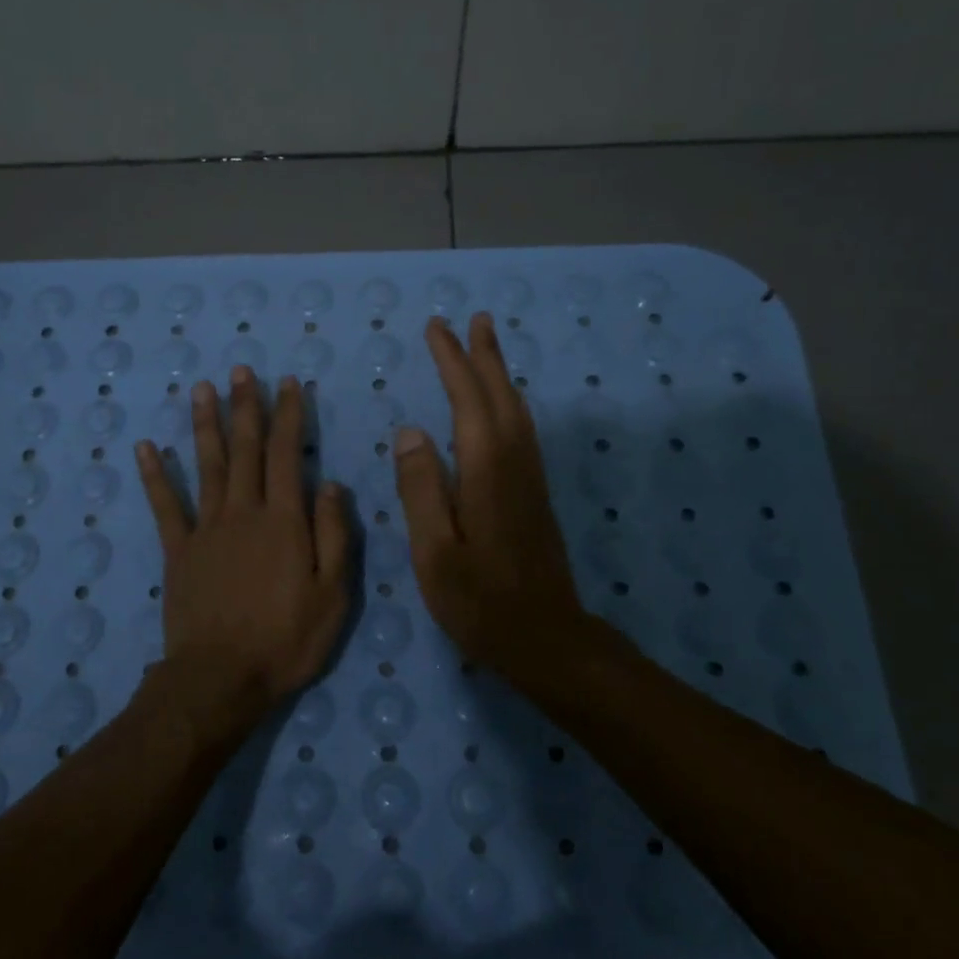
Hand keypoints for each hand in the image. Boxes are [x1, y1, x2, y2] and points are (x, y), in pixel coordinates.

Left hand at [134, 366, 351, 747]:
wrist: (220, 678)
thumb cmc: (286, 640)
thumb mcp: (332, 595)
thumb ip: (334, 536)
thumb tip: (333, 485)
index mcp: (283, 521)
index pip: (288, 455)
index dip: (289, 416)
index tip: (288, 383)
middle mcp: (242, 512)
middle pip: (246, 450)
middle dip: (246, 406)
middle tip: (242, 370)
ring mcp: (205, 529)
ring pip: (207, 466)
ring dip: (205, 425)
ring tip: (202, 388)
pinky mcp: (178, 551)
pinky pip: (165, 506)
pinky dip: (155, 475)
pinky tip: (146, 447)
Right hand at [393, 314, 589, 681]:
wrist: (548, 639)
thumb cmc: (481, 602)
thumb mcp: (435, 553)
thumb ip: (422, 490)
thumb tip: (410, 432)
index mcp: (486, 472)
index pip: (469, 401)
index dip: (453, 362)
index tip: (437, 329)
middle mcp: (514, 464)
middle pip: (500, 396)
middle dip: (483, 356)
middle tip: (472, 319)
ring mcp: (530, 479)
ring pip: (516, 411)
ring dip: (500, 374)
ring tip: (488, 346)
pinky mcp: (535, 495)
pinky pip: (521, 430)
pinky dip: (508, 403)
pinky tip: (501, 407)